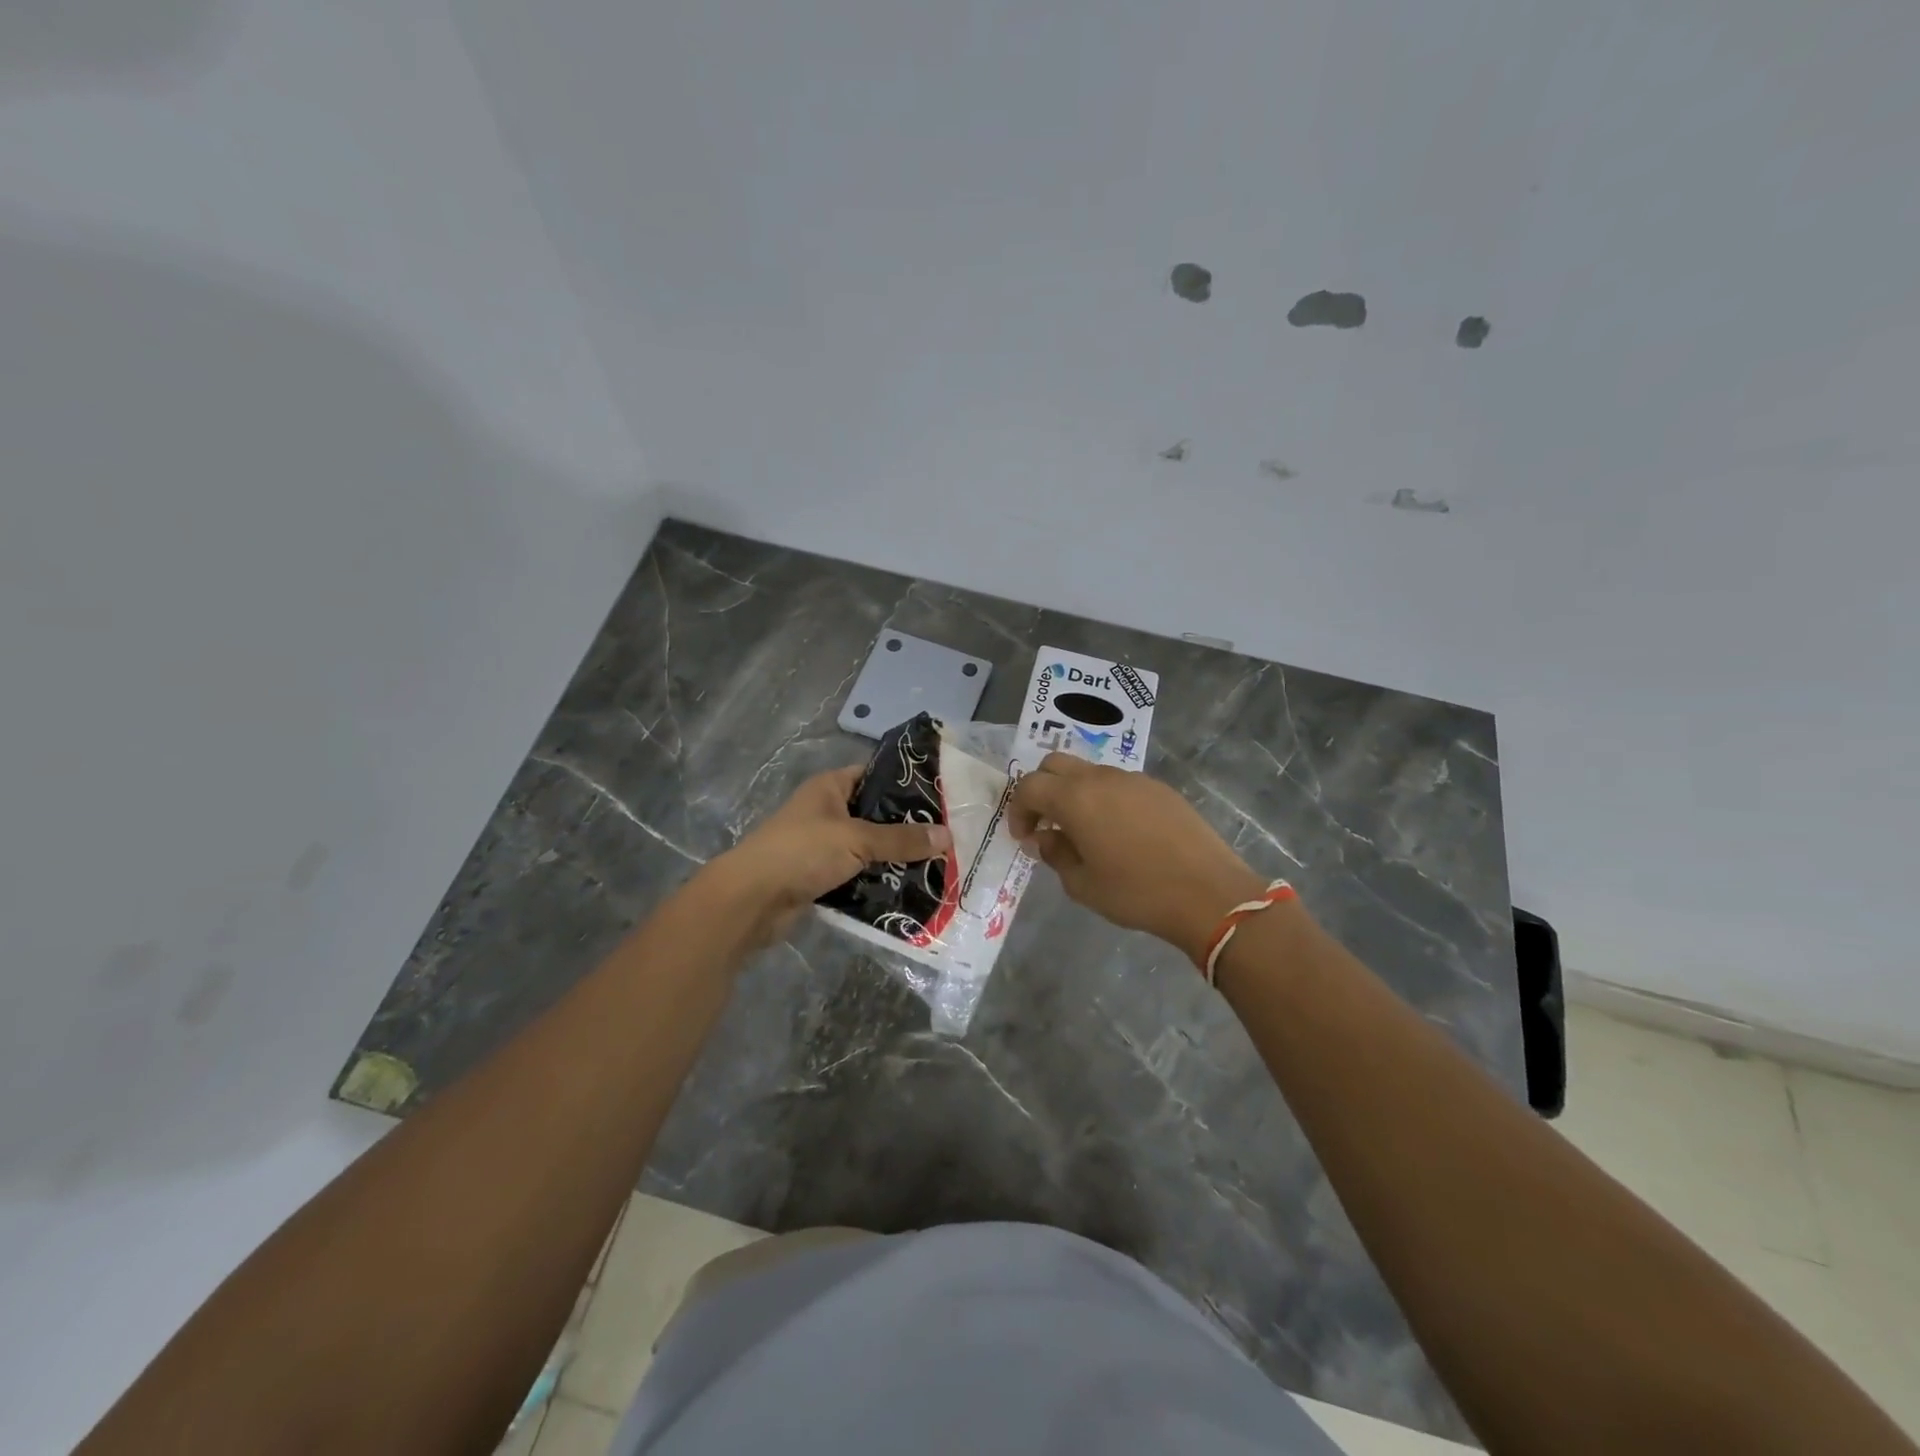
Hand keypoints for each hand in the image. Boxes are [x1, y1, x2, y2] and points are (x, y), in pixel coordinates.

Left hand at [706, 765, 951, 947]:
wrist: (751, 900)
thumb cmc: (802, 851)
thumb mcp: (857, 839)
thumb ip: (901, 839)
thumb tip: (947, 836)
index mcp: (830, 788)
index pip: (873, 775)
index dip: (904, 783)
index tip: (941, 795)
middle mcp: (827, 812)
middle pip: (875, 815)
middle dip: (906, 827)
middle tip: (948, 835)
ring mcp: (822, 846)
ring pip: (868, 848)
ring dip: (894, 859)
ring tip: (938, 864)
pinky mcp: (821, 877)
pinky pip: (858, 875)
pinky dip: (878, 882)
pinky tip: (910, 889)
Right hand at [1007, 754, 1266, 964]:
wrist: (1209, 893)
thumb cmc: (1137, 893)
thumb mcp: (1082, 885)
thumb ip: (1055, 855)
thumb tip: (1043, 838)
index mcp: (1075, 798)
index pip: (1030, 786)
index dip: (1019, 809)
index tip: (1025, 837)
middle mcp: (1101, 778)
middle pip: (1056, 764)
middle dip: (1042, 789)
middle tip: (1046, 824)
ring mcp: (1134, 779)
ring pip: (1090, 772)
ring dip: (1074, 793)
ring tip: (1083, 831)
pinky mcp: (1160, 789)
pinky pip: (1119, 784)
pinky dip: (1104, 798)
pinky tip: (1119, 832)